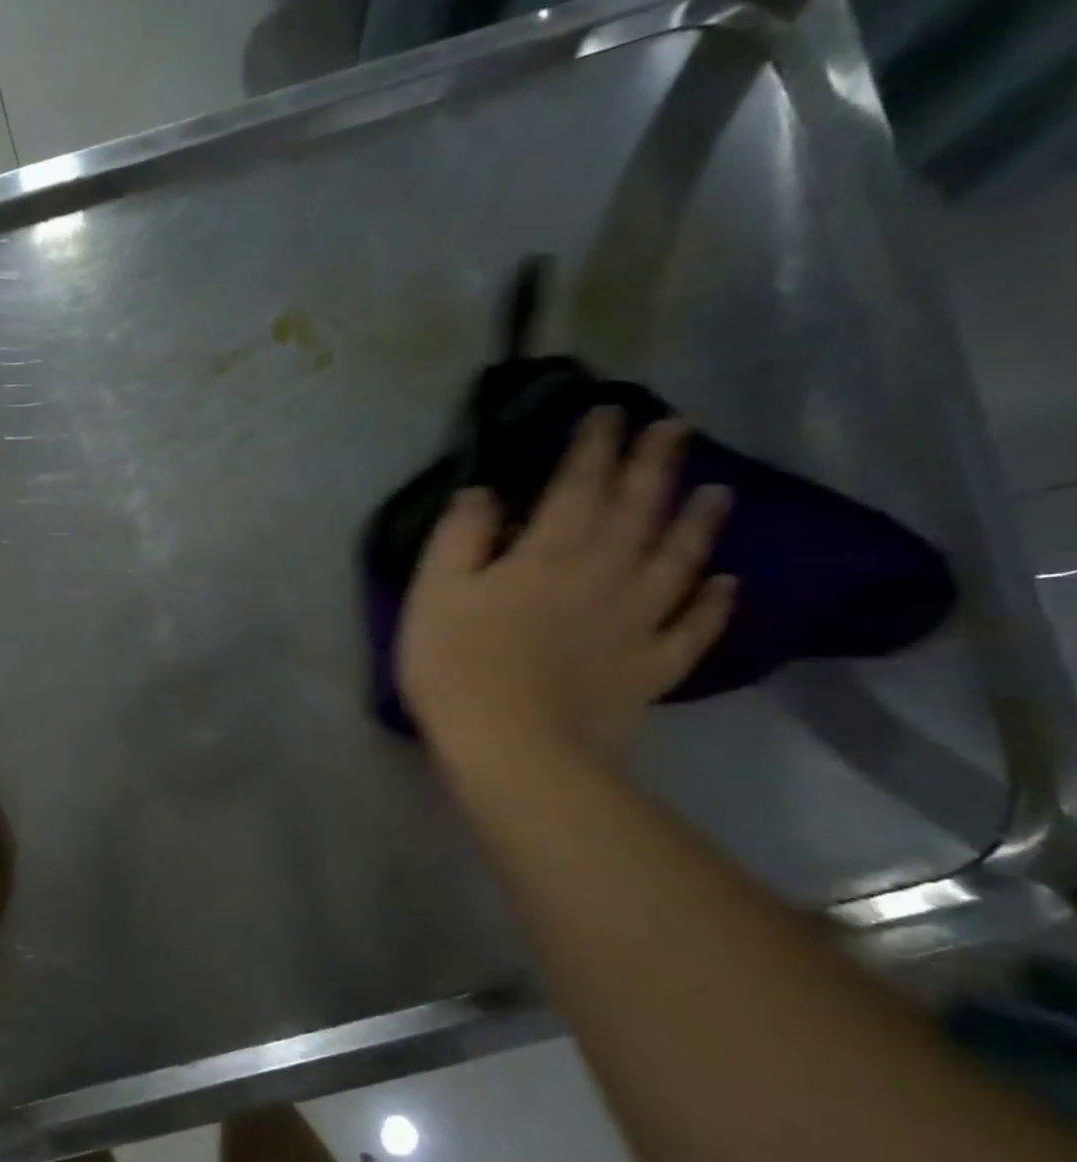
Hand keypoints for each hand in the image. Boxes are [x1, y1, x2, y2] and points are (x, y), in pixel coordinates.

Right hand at [397, 410, 735, 763]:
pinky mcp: (649, 668)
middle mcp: (604, 574)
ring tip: (717, 490)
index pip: (577, 484)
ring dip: (698, 521)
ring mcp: (636, 622)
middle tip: (678, 427)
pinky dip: (714, 604)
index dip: (594, 445)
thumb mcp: (434, 593)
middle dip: (656, 463)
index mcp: (548, 553)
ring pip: (677, 560)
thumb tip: (484, 492)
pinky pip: (692, 629)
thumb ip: (459, 536)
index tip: (609, 411)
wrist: (510, 749)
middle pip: (639, 509)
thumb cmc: (457, 667)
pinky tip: (727, 583)